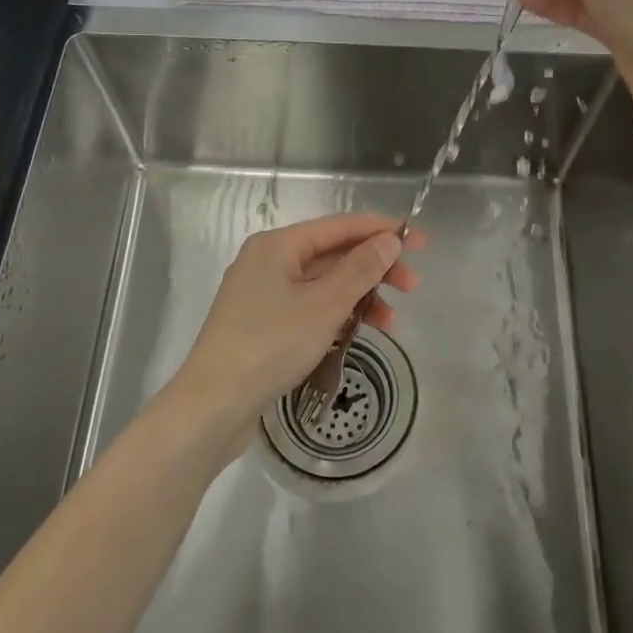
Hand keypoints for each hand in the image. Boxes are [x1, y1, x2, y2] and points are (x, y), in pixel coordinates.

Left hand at [169, 214, 422, 454]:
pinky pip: (310, 306)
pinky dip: (337, 314)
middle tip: (412, 287)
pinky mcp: (263, 323)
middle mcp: (269, 261)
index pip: (340, 226)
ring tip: (392, 321)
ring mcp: (264, 293)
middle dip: (375, 268)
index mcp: (278, 245)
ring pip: (324, 283)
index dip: (382, 231)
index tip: (419, 241)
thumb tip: (389, 239)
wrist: (213, 406)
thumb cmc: (270, 345)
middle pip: (333, 254)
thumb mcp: (323, 305)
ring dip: (360, 296)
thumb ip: (360, 269)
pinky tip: (360, 332)